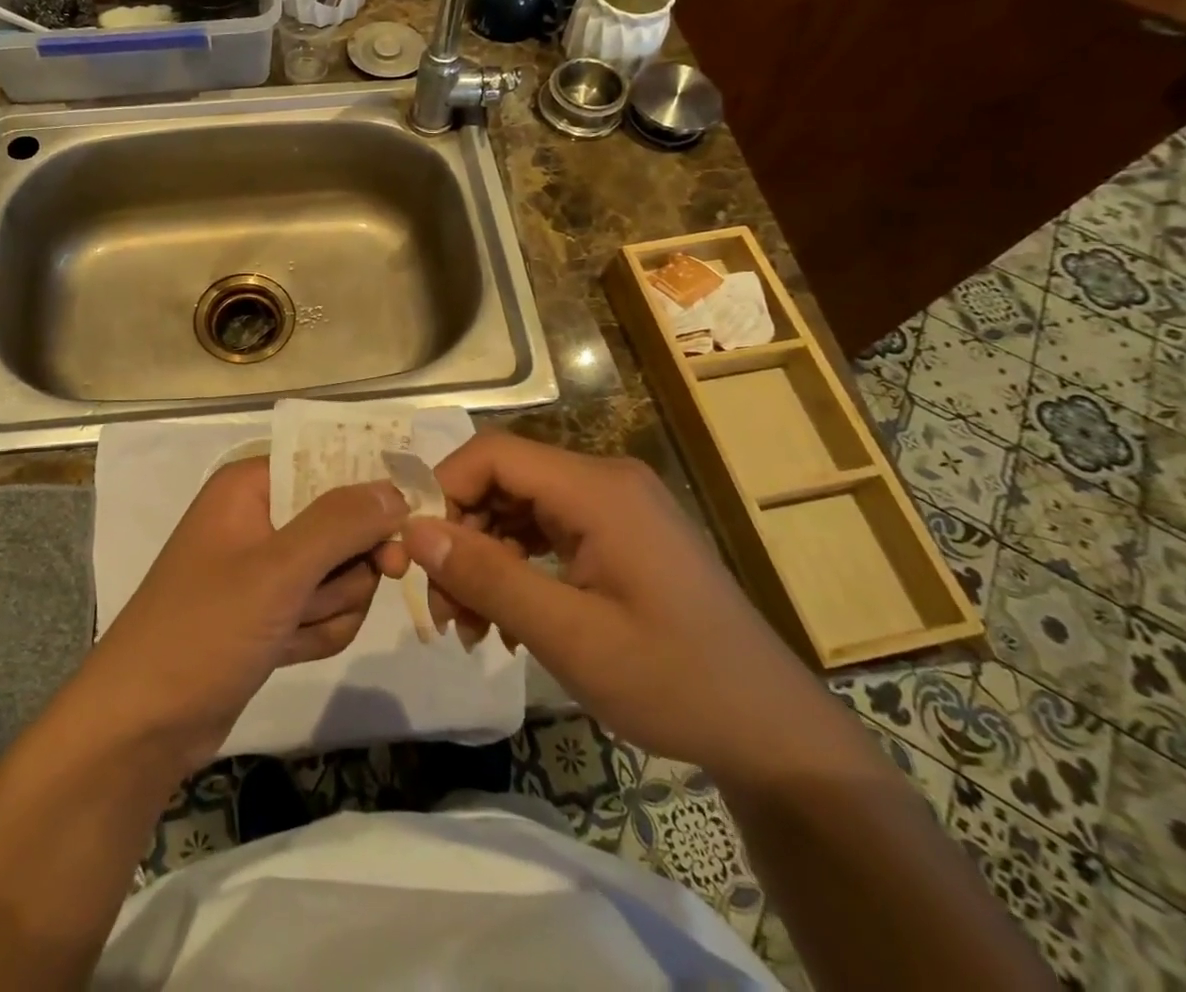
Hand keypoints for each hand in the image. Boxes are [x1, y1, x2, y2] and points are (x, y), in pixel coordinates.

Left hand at [79, 457, 408, 775]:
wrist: (142, 726)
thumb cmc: (203, 630)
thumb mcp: (277, 571)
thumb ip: (341, 523)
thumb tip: (396, 489)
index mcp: (251, 485)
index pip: (330, 464)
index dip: (368, 495)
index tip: (400, 530)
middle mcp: (261, 516)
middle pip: (344, 522)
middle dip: (346, 569)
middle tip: (326, 594)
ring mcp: (267, 567)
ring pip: (342, 572)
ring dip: (330, 607)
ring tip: (289, 629)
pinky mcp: (272, 612)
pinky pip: (325, 608)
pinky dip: (317, 632)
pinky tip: (287, 650)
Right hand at [403, 432, 858, 788]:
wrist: (772, 732)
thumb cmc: (673, 682)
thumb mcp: (569, 636)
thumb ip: (488, 577)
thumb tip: (414, 533)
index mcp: (597, 489)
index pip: (493, 454)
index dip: (445, 491)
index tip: (421, 554)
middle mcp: (604, 480)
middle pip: (503, 480)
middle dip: (462, 536)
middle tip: (446, 608)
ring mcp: (615, 506)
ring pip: (519, 507)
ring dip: (485, 558)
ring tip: (472, 625)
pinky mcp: (619, 534)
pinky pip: (547, 530)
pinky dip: (517, 566)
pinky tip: (507, 619)